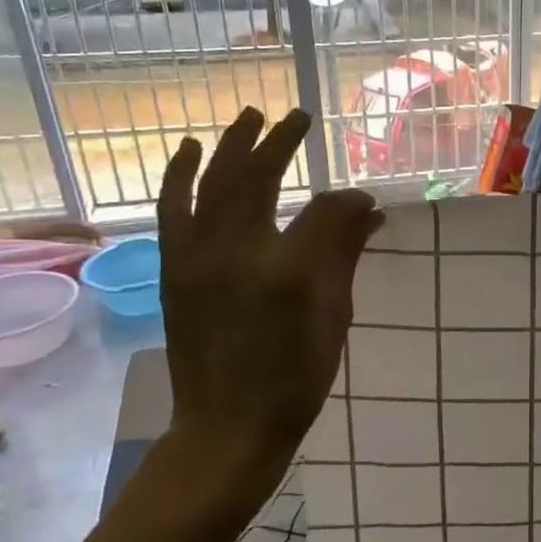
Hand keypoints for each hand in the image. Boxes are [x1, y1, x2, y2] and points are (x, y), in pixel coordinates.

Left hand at [155, 108, 380, 483]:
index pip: (325, 211)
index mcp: (288, 269)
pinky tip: (190, 150)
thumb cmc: (295, 378)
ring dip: (230, 145)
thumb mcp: (334, 318)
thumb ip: (345, 256)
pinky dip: (180, 175)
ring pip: (212, 183)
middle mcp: (237, 251)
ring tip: (248, 116)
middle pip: (258, 177)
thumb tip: (367, 212)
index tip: (366, 204)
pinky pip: (173, 209)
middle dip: (281, 142)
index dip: (349, 202)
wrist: (228, 425)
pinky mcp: (174, 269)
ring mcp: (197, 257)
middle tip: (298, 118)